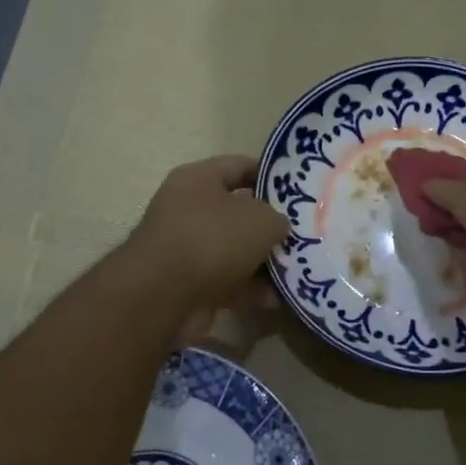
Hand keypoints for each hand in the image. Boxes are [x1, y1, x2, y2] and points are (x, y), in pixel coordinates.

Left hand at [127, 155, 288, 313]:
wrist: (162, 296)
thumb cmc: (212, 239)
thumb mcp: (261, 219)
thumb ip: (277, 218)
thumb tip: (278, 227)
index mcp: (198, 179)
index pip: (240, 166)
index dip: (271, 176)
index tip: (299, 190)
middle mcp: (188, 208)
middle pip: (238, 211)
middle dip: (269, 225)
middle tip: (303, 234)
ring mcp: (185, 247)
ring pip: (234, 249)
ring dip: (263, 261)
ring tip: (298, 269)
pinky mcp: (187, 283)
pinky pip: (227, 280)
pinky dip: (250, 289)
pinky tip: (278, 298)